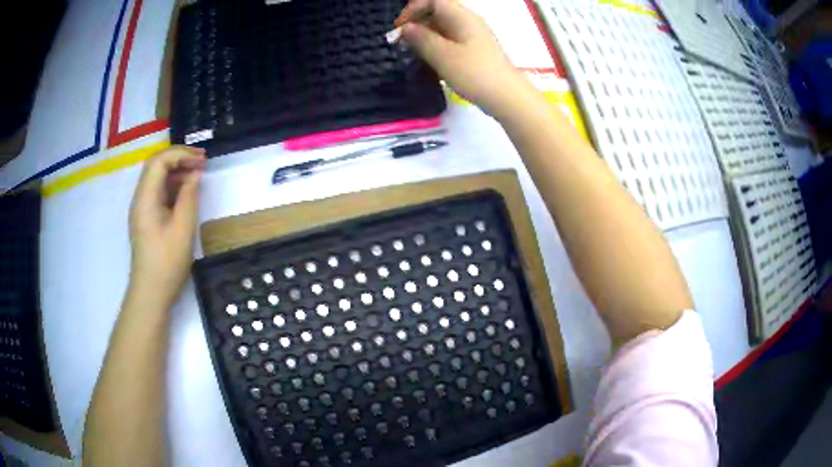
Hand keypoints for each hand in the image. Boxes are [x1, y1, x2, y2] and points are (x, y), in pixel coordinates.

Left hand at [128, 146, 205, 307]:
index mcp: (145, 197)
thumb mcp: (183, 228)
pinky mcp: (146, 218)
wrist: (151, 293)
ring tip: (198, 176)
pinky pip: (158, 192)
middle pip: (156, 165)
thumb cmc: (166, 262)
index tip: (202, 160)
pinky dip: (173, 186)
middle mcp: (140, 198)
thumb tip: (195, 174)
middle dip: (179, 159)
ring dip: (177, 171)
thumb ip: (189, 196)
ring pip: (157, 178)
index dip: (181, 154)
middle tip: (202, 163)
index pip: (159, 160)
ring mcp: (142, 208)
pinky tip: (186, 193)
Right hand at [396, 0, 526, 115]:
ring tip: (413, 54)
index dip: (412, 9)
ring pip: (443, 27)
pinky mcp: (476, 50)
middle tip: (402, 43)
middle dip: (416, 23)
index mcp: (461, 16)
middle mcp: (468, 21)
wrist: (506, 97)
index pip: (432, 0)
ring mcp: (473, 36)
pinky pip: (451, 40)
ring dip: (425, 36)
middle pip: (437, 12)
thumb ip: (420, 38)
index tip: (400, 28)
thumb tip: (406, 28)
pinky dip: (437, 46)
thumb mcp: (442, 55)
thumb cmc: (474, 73)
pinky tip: (430, 61)